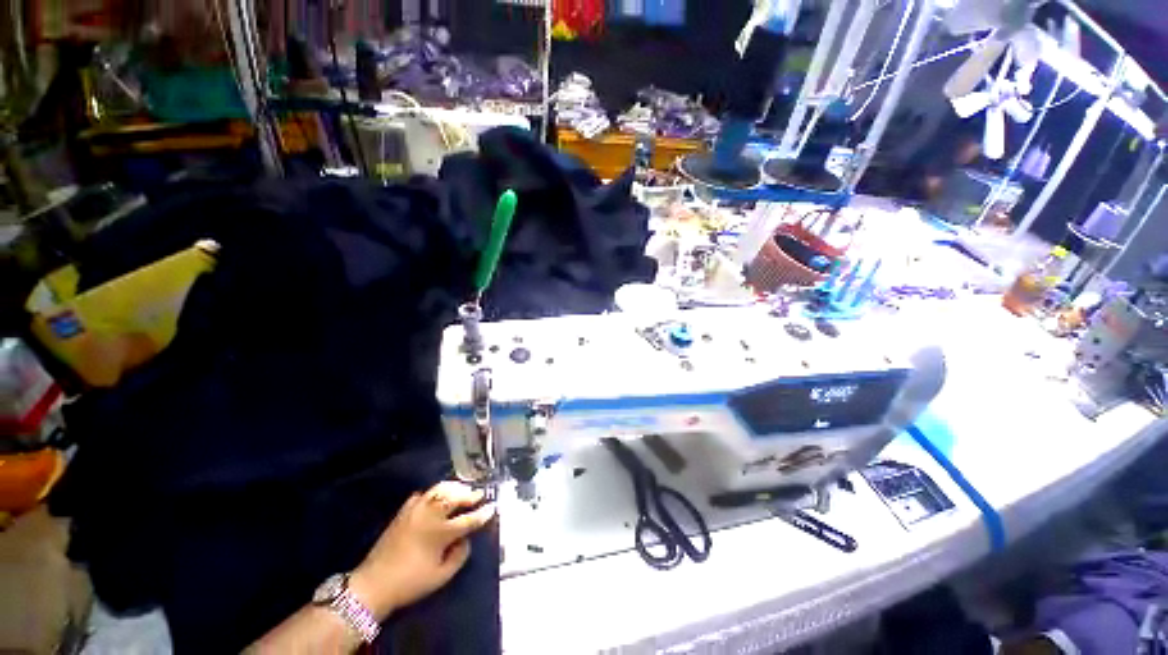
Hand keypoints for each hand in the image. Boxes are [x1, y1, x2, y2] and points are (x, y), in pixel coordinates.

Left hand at [349, 481, 495, 620]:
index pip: (468, 519)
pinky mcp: (403, 511)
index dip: (482, 513)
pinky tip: (436, 498)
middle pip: (454, 497)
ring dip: (454, 488)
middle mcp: (430, 516)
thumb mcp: (441, 577)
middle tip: (478, 495)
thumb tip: (466, 540)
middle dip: (469, 494)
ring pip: (439, 490)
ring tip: (462, 490)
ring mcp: (415, 510)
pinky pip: (422, 495)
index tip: (492, 507)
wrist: (373, 583)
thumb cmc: (410, 582)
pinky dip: (433, 493)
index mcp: (440, 533)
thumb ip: (459, 556)